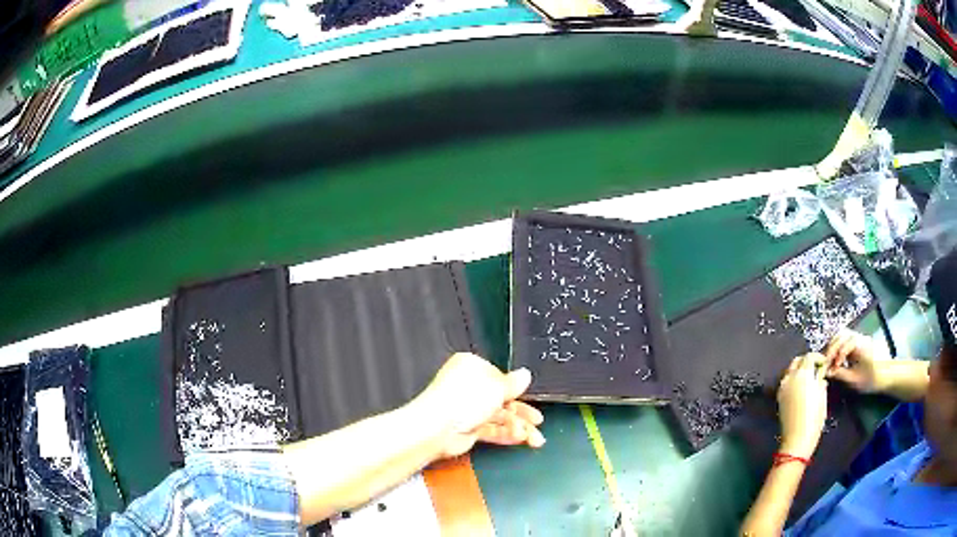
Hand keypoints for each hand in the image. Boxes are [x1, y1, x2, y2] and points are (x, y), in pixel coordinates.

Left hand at [413, 353, 544, 458]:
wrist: (438, 428)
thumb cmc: (461, 399)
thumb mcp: (496, 386)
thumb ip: (514, 383)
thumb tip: (525, 374)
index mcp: (472, 367)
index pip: (500, 376)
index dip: (515, 389)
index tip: (530, 397)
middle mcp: (469, 387)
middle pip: (502, 399)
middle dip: (522, 412)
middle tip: (537, 421)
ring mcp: (468, 409)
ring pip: (500, 417)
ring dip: (518, 426)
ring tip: (532, 437)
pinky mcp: (468, 429)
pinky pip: (492, 430)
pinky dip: (506, 434)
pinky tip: (520, 438)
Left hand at [777, 354, 827, 458]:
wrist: (797, 440)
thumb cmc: (813, 419)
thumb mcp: (822, 397)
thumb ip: (820, 381)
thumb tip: (820, 375)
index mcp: (802, 375)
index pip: (809, 356)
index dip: (818, 358)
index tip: (824, 364)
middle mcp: (790, 378)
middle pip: (797, 361)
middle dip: (807, 362)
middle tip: (817, 369)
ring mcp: (782, 388)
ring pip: (790, 370)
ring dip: (799, 370)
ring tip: (810, 379)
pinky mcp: (779, 398)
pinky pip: (786, 382)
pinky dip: (793, 380)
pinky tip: (802, 389)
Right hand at [824, 329, 883, 391]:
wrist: (882, 375)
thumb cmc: (869, 379)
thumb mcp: (854, 380)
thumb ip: (840, 374)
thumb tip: (827, 372)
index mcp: (861, 345)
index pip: (845, 344)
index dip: (835, 356)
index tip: (829, 369)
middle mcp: (859, 337)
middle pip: (841, 335)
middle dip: (831, 349)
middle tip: (825, 363)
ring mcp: (858, 337)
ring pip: (841, 334)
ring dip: (832, 346)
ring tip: (828, 360)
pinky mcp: (856, 341)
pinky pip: (844, 338)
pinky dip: (836, 346)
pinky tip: (834, 358)